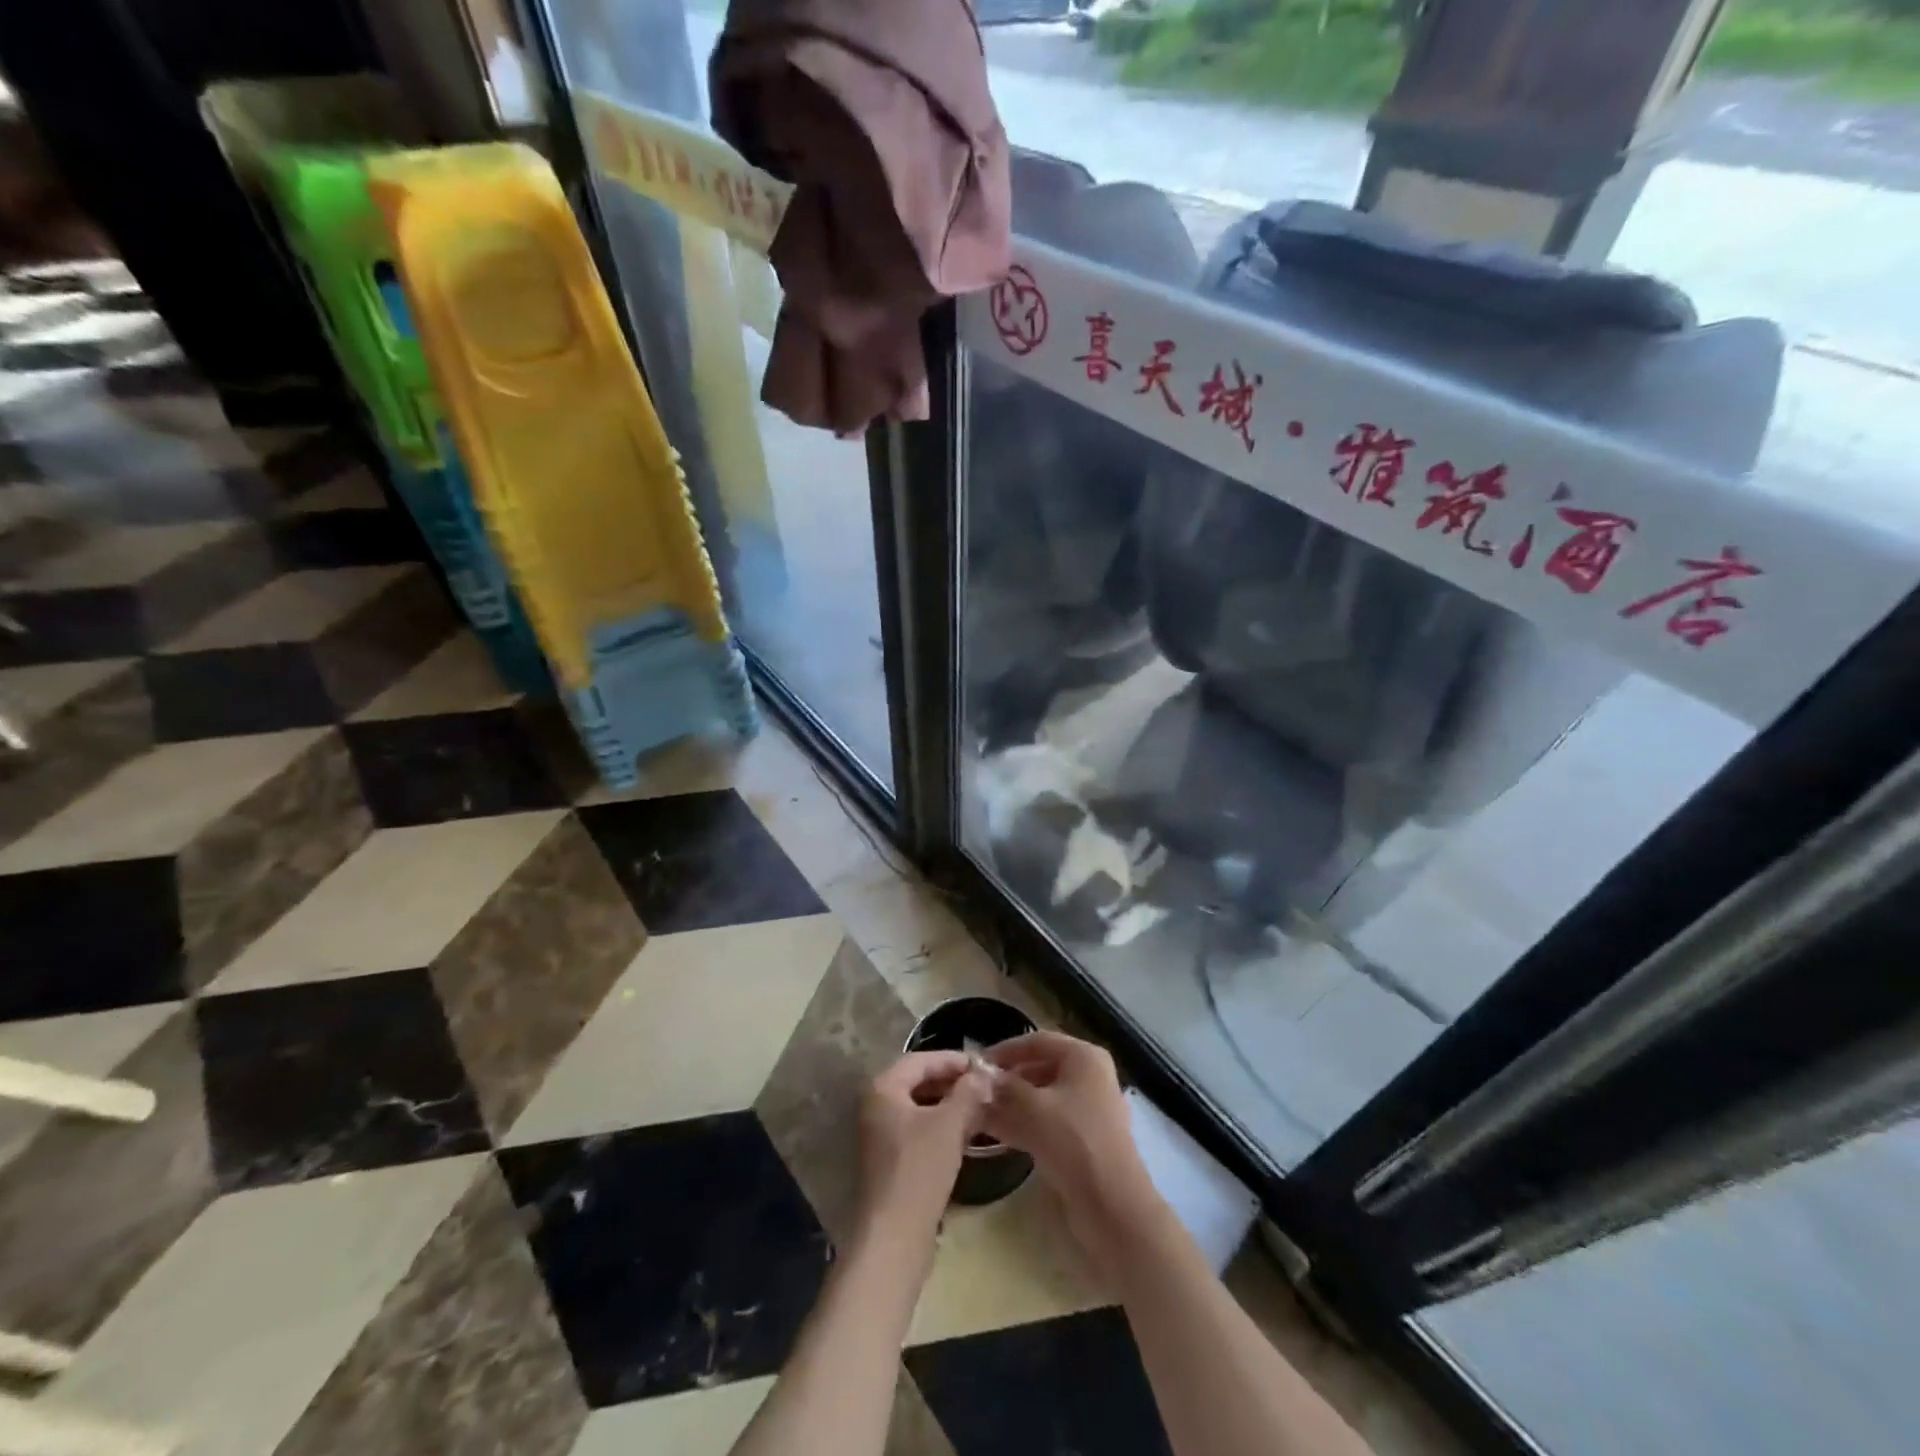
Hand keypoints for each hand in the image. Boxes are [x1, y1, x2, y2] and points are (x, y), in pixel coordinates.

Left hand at [854, 1051, 993, 1250]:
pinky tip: (966, 1135)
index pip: (921, 1060)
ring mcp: (880, 1135)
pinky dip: (941, 1127)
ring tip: (981, 1108)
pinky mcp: (890, 1161)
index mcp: (883, 1088)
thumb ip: (967, 1093)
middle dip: (952, 1082)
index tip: (983, 1065)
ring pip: (920, 1108)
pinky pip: (918, 1131)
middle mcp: (876, 1106)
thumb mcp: (949, 1125)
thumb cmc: (919, 1170)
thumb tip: (983, 1074)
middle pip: (918, 1082)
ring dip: (949, 1105)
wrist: (894, 1237)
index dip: (953, 1060)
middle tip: (984, 1086)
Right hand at [981, 1032, 1161, 1275]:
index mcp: (1084, 1058)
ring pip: (1043, 1097)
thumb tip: (978, 1076)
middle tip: (976, 1091)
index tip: (976, 1063)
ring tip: (979, 1113)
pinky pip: (1049, 1121)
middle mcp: (1089, 1077)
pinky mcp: (1084, 1139)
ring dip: (1012, 1104)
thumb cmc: (1073, 1142)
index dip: (1005, 1049)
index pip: (1038, 1041)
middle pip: (1040, 1068)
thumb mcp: (1032, 1109)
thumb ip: (1003, 1088)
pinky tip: (997, 1134)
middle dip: (1007, 1080)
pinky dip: (1024, 1123)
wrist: (1112, 1206)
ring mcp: (1089, 1109)